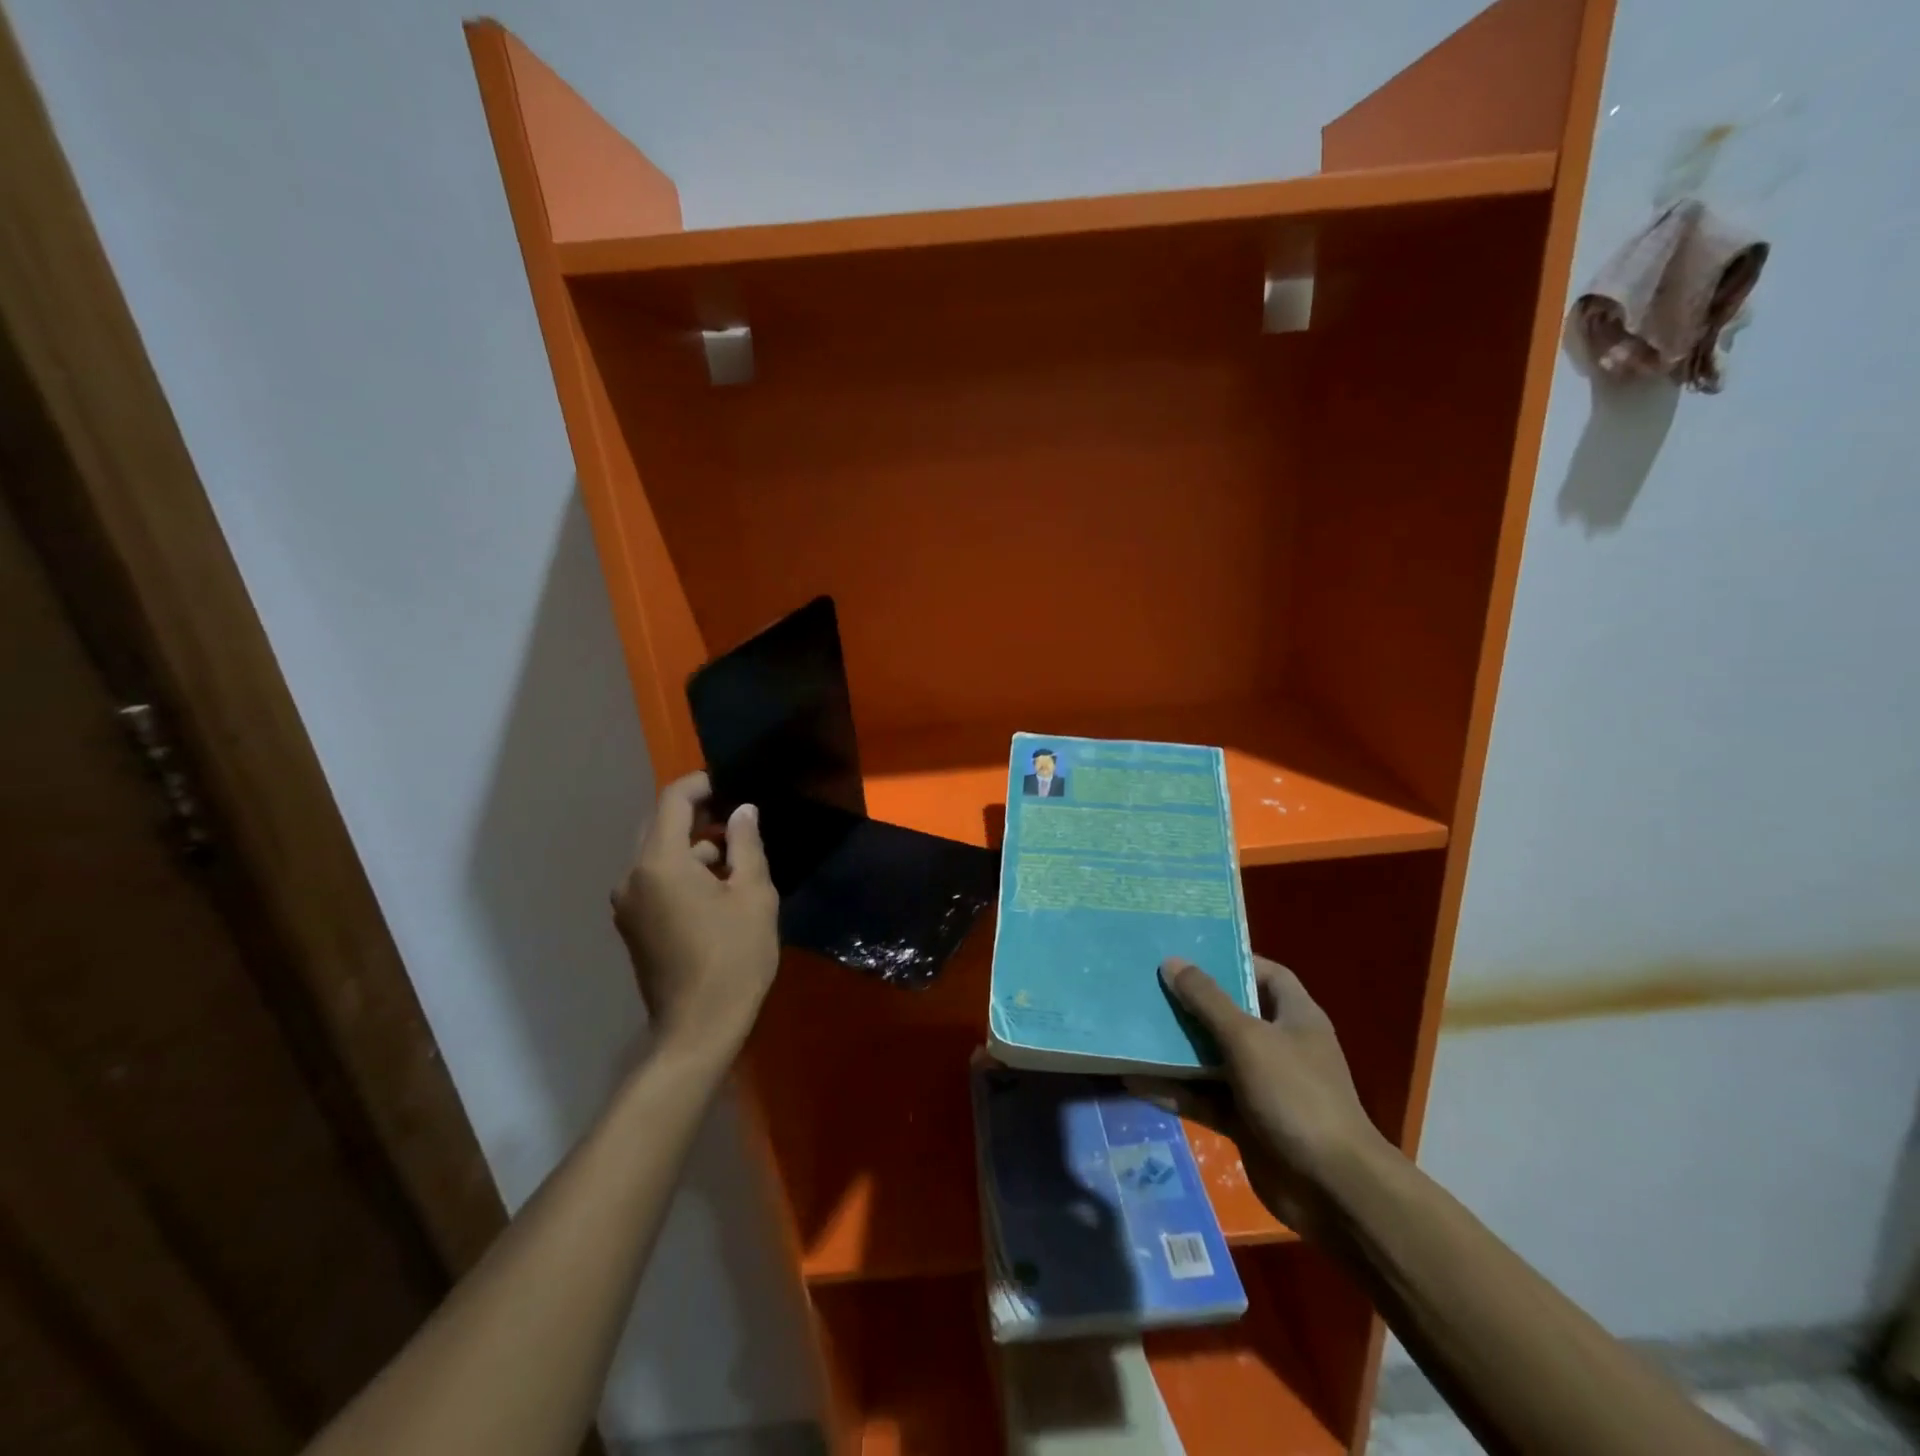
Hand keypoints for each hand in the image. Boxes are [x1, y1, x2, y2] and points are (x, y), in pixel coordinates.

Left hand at [611, 772, 779, 1059]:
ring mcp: (628, 903)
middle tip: (740, 820)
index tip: (732, 783)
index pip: (673, 801)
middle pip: (661, 826)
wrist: (698, 1028)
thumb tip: (743, 810)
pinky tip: (717, 890)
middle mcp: (633, 877)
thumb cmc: (734, 957)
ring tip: (737, 860)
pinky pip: (655, 880)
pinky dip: (683, 872)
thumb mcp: (753, 895)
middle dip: (699, 816)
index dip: (702, 784)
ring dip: (694, 847)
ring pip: (659, 855)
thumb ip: (746, 844)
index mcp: (660, 863)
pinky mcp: (632, 925)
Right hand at [1146, 956, 1392, 1233]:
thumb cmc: (1295, 1095)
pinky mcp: (1246, 1121)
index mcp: (1295, 1017)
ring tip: (1134, 1029)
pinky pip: (1204, 1098)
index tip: (1190, 954)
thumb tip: (1172, 962)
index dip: (1233, 961)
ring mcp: (1262, 1086)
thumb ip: (1208, 1000)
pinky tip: (1137, 1082)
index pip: (1266, 974)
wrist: (1332, 1190)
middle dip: (1192, 1003)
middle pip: (1231, 1014)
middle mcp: (1280, 1046)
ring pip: (1212, 1057)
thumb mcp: (1248, 1038)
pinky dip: (1175, 1091)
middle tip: (1150, 986)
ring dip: (1177, 1049)